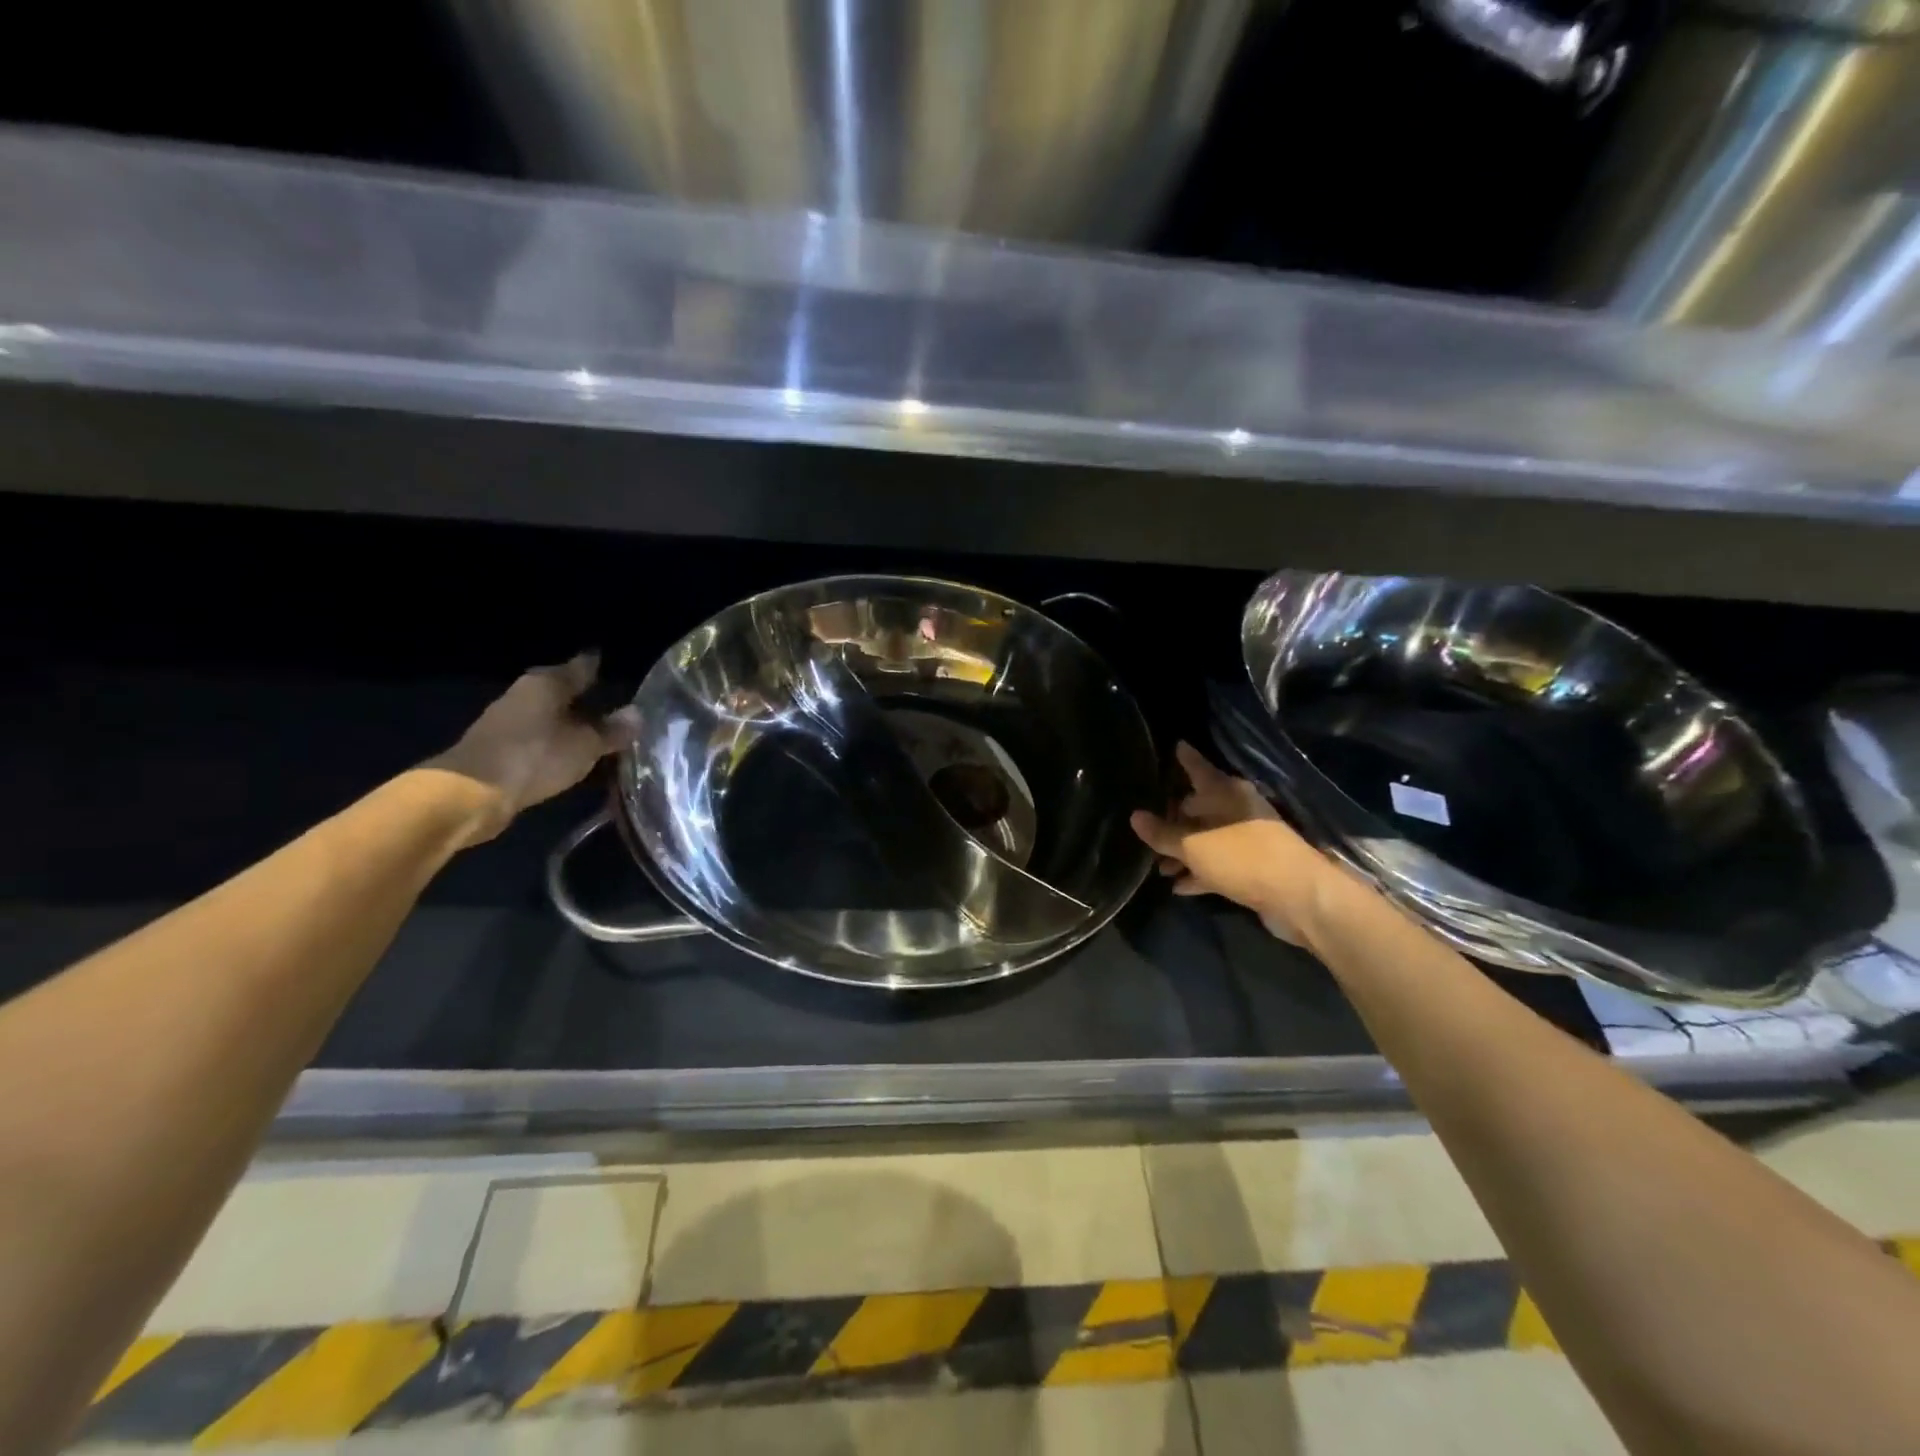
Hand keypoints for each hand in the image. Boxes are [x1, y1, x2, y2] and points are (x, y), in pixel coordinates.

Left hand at [424, 652, 638, 844]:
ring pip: (549, 716)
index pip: (580, 667)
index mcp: (546, 684)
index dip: (597, 667)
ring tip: (597, 733)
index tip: (610, 665)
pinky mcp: (500, 748)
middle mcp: (524, 695)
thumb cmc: (536, 756)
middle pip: (561, 691)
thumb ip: (612, 730)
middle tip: (613, 704)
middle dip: (585, 698)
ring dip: (569, 723)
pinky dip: (556, 743)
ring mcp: (508, 722)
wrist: (472, 793)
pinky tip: (571, 753)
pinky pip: (538, 739)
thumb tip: (638, 713)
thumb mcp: (585, 745)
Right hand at [1130, 742, 1339, 944]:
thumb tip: (1135, 816)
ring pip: (1206, 839)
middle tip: (1146, 829)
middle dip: (1172, 820)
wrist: (1298, 896)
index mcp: (1226, 793)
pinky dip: (1199, 871)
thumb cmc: (1242, 858)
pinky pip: (1217, 864)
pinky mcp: (1253, 867)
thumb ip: (1162, 833)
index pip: (1199, 768)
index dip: (1185, 759)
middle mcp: (1238, 809)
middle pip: (1198, 807)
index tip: (1175, 746)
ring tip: (1158, 866)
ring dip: (1183, 851)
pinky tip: (1178, 886)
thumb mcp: (1194, 846)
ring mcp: (1247, 839)